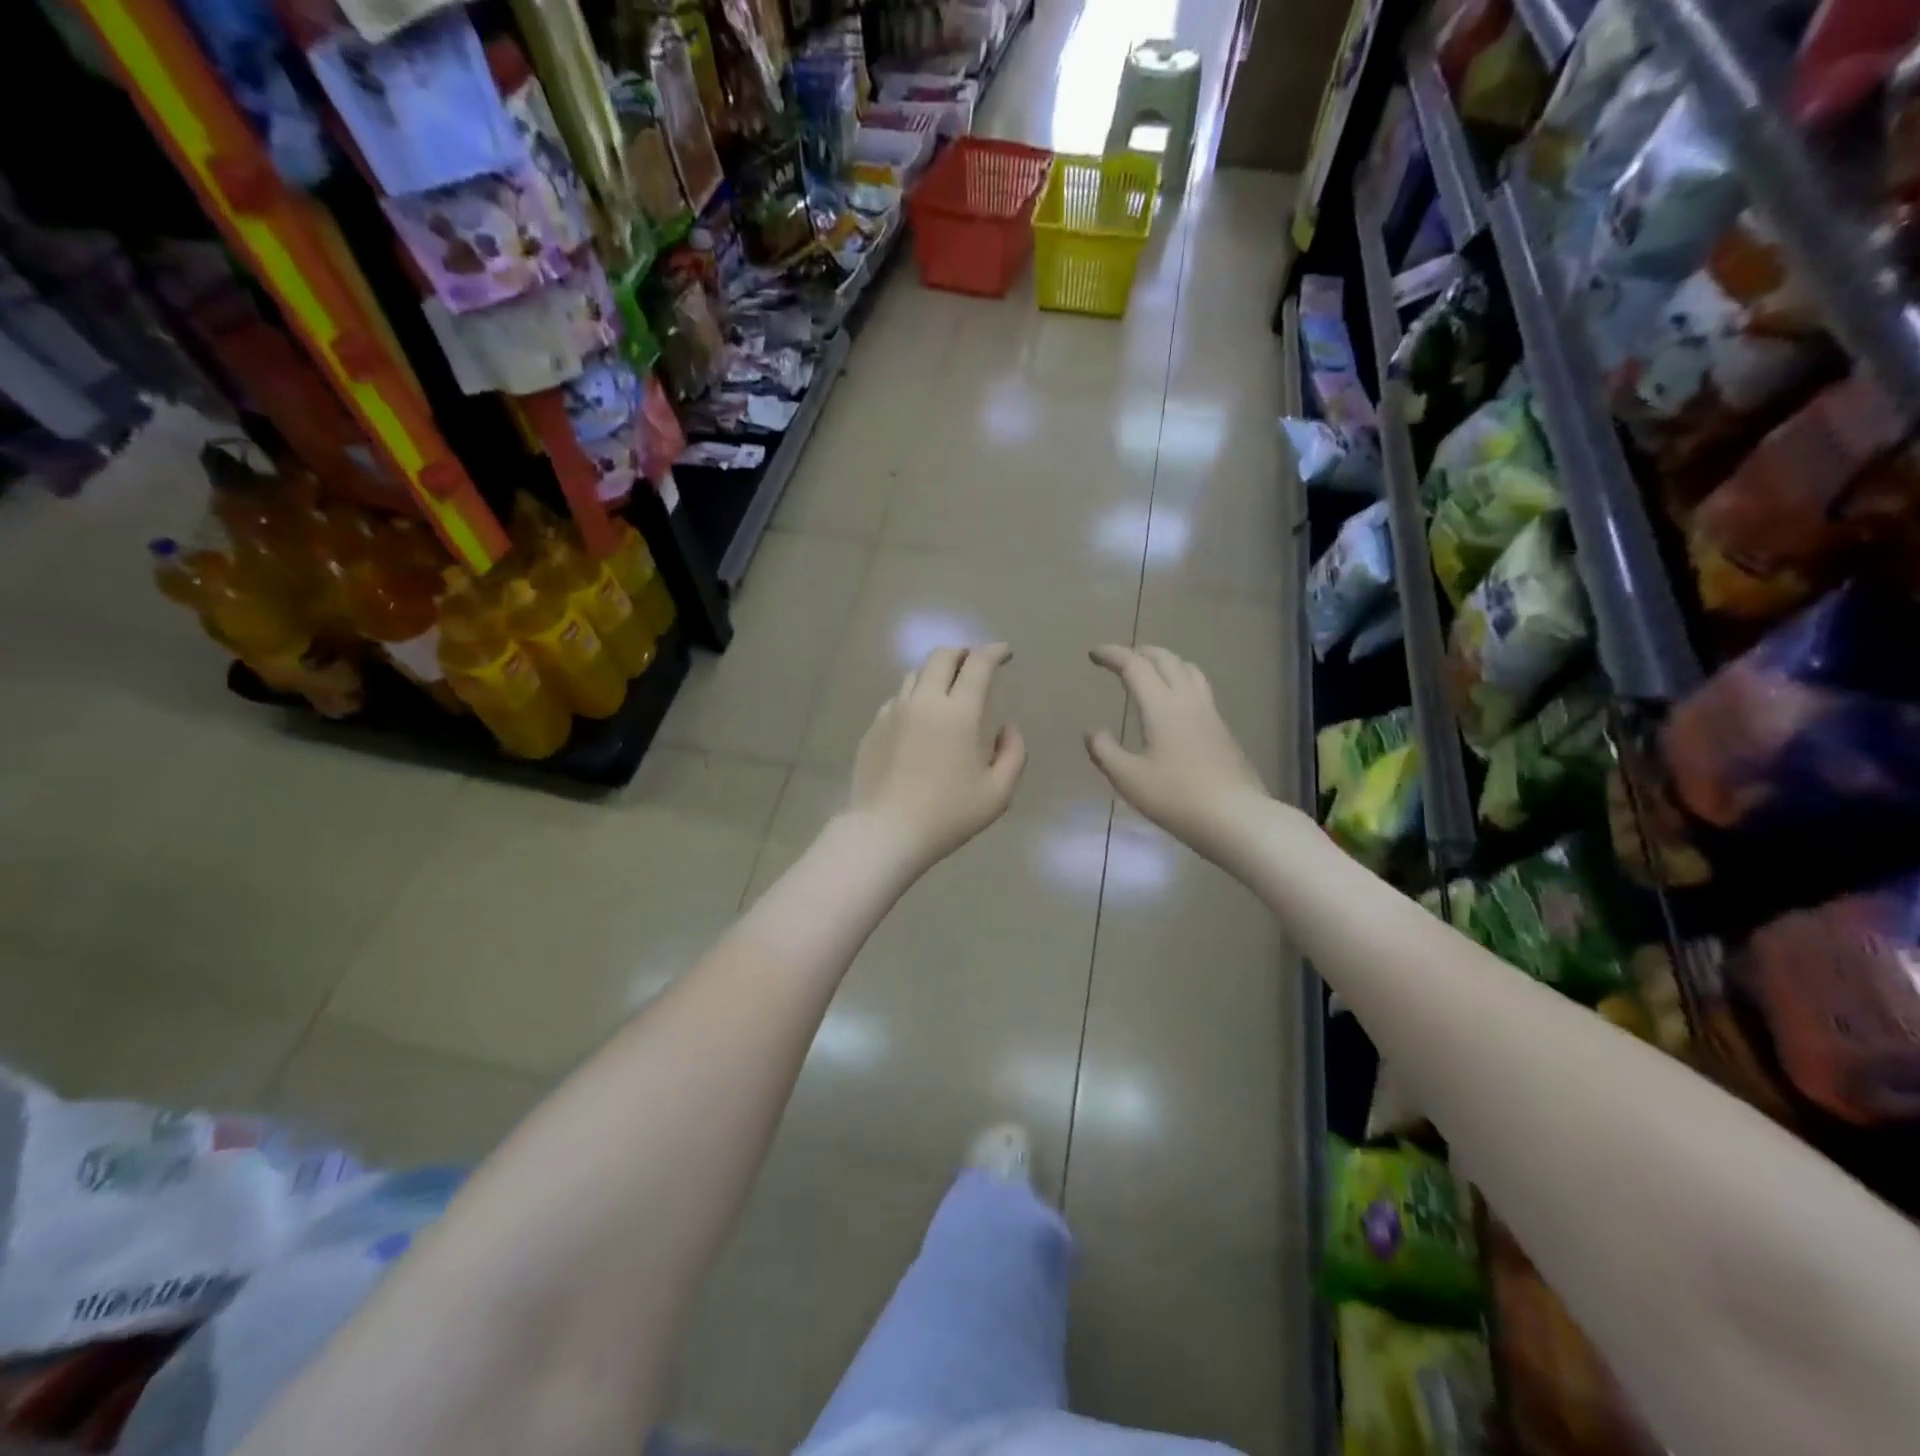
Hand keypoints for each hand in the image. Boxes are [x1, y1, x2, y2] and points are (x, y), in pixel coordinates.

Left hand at [844, 644, 1026, 872]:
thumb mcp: (997, 793)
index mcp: (959, 713)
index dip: (994, 652)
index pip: (978, 665)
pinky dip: (913, 696)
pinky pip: (896, 699)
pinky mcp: (874, 727)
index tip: (1004, 653)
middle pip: (941, 656)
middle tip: (974, 663)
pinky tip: (918, 718)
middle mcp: (924, 701)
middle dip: (962, 653)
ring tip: (945, 689)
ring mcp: (893, 712)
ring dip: (935, 672)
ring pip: (914, 674)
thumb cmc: (947, 815)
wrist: (886, 832)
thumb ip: (1013, 754)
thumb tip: (1008, 728)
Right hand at [1086, 644, 1268, 858]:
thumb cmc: (1176, 797)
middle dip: (1140, 652)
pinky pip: (1200, 689)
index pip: (1135, 666)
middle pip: (1165, 659)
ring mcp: (1210, 713)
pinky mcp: (1222, 729)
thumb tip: (1092, 732)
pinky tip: (1175, 703)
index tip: (1094, 654)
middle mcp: (1187, 700)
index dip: (1113, 655)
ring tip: (1150, 671)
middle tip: (1120, 659)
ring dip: (1165, 662)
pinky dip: (1181, 680)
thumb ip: (1105, 751)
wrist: (1235, 816)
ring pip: (1188, 670)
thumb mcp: (1128, 778)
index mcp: (1161, 706)